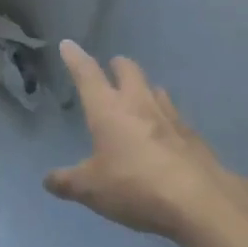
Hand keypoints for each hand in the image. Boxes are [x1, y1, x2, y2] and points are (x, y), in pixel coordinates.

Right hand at [45, 40, 247, 240]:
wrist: (198, 201)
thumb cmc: (134, 186)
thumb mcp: (90, 190)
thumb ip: (67, 182)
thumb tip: (48, 180)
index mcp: (108, 110)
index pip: (87, 75)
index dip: (75, 58)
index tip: (69, 45)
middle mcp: (139, 104)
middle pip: (129, 71)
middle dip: (118, 66)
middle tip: (112, 68)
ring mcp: (170, 117)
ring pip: (155, 89)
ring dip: (144, 88)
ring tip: (139, 97)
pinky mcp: (192, 135)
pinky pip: (174, 116)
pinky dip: (165, 117)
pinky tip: (165, 133)